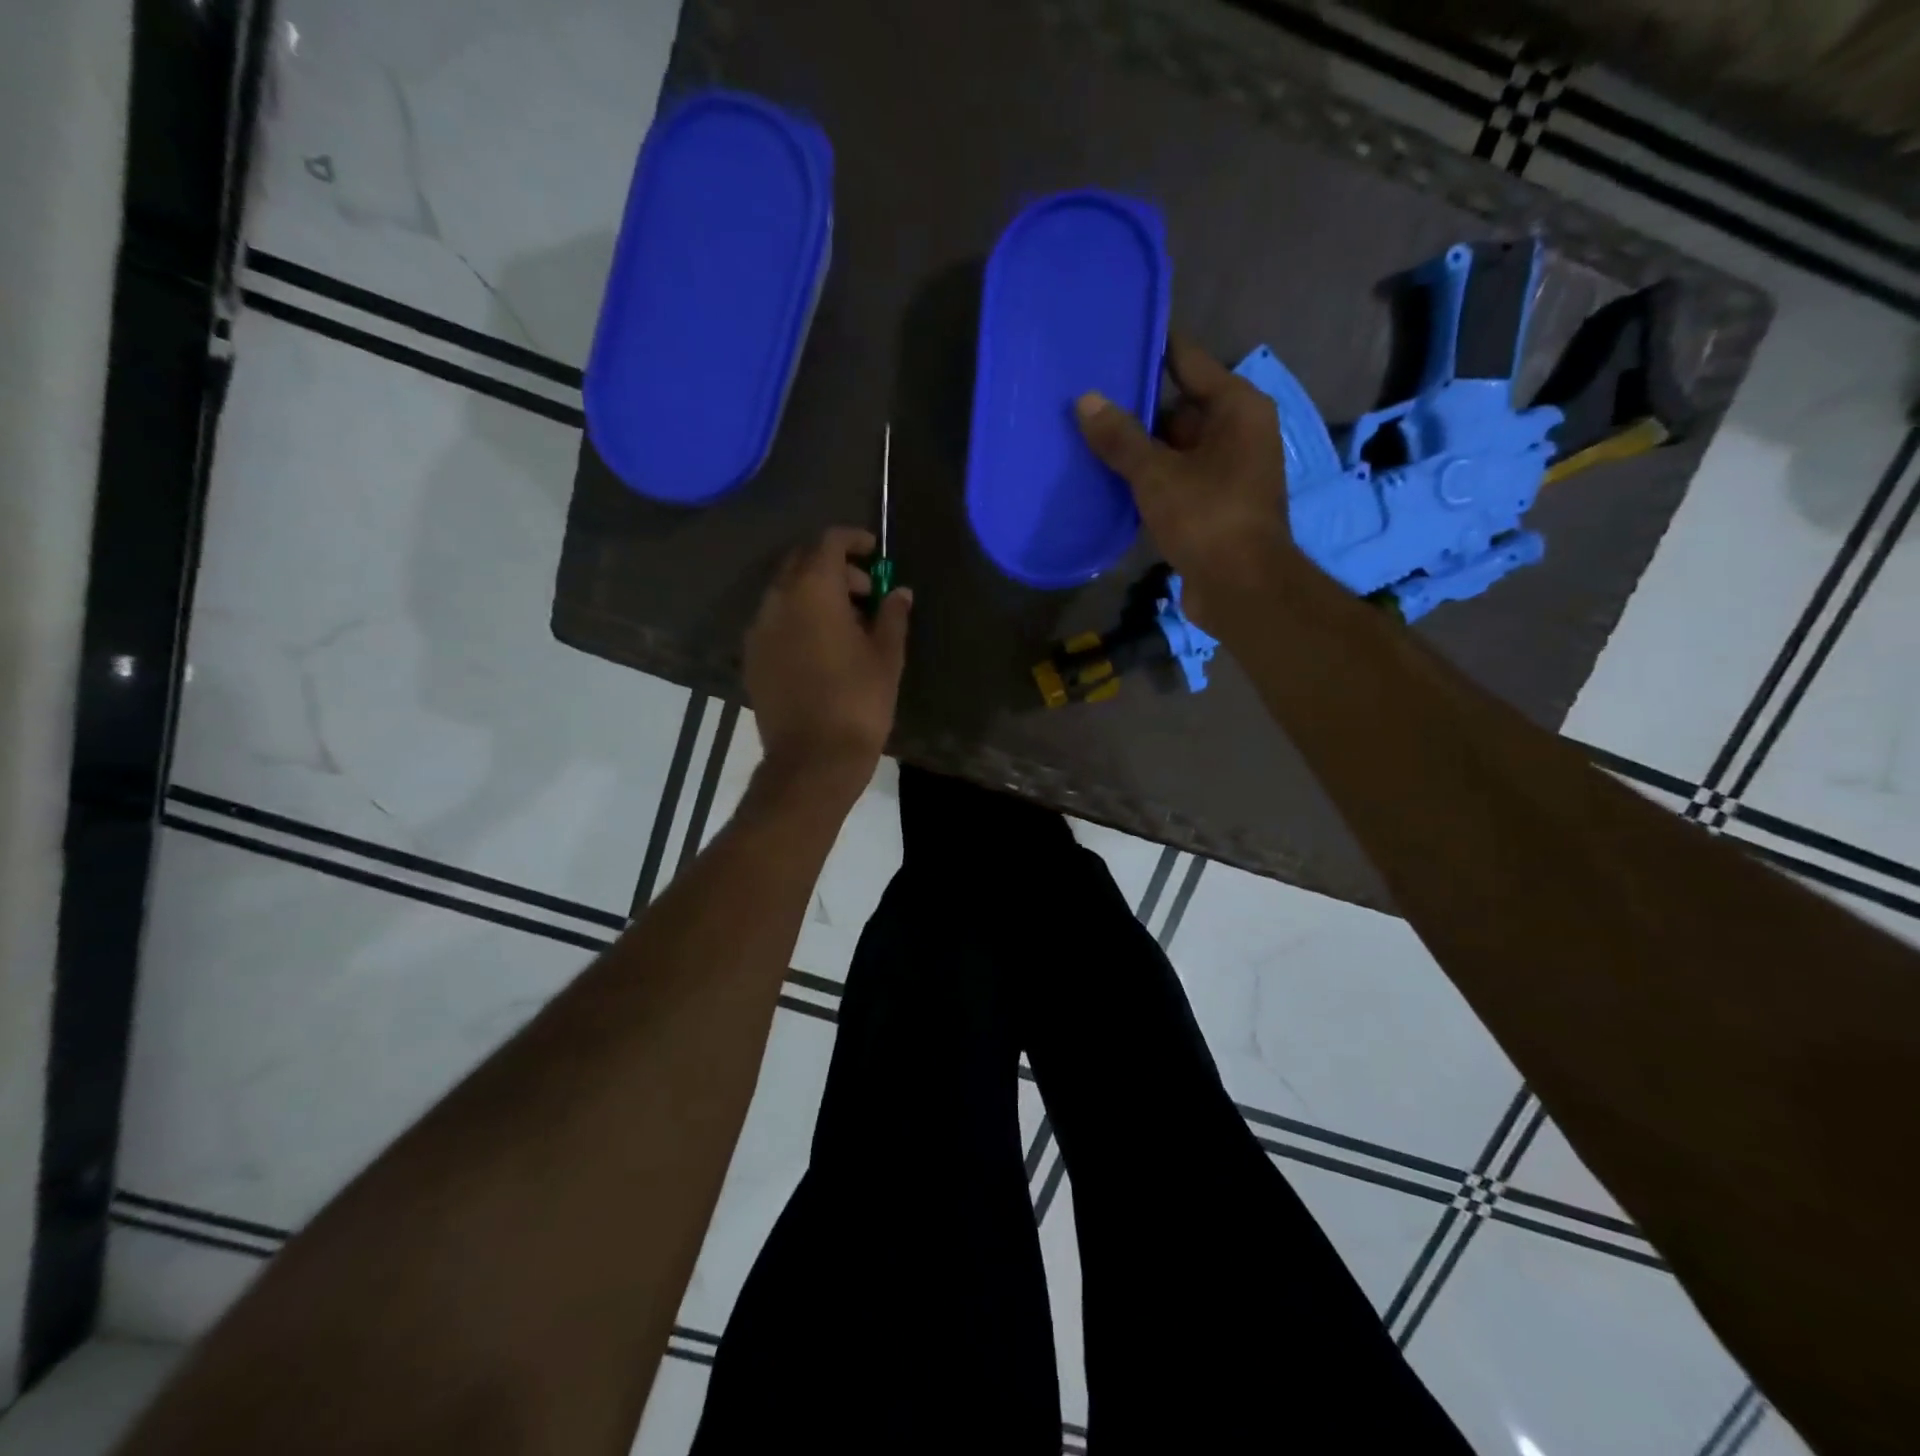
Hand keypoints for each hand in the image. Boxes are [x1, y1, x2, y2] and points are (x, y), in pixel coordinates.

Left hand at [744, 526, 911, 800]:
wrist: (813, 759)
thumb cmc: (859, 702)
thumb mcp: (887, 656)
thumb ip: (892, 615)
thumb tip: (898, 591)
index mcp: (813, 591)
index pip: (828, 543)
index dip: (853, 540)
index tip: (874, 552)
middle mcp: (778, 600)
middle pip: (802, 562)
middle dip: (834, 566)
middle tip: (865, 591)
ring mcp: (759, 629)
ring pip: (785, 591)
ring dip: (814, 592)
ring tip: (846, 622)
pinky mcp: (752, 657)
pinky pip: (774, 620)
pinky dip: (797, 617)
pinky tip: (820, 645)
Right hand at [1075, 333, 1296, 632]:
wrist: (1241, 589)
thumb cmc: (1207, 518)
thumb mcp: (1157, 474)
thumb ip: (1121, 437)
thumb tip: (1085, 400)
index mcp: (1236, 408)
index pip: (1187, 360)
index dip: (1151, 348)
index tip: (1112, 338)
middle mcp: (1237, 432)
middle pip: (1178, 406)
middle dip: (1135, 409)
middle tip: (1086, 399)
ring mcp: (1227, 470)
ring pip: (1173, 447)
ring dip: (1138, 450)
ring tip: (1087, 438)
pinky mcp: (1213, 504)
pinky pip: (1175, 478)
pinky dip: (1148, 480)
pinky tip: (1109, 480)